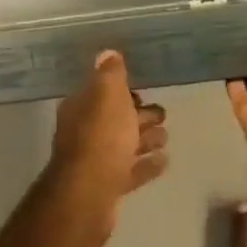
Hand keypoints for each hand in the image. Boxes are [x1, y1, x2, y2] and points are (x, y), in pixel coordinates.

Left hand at [46, 50, 168, 246]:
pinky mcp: (107, 186)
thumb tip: (107, 53)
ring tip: (165, 137)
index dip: (122, 91)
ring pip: (124, 145)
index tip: (143, 91)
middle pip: (115, 119)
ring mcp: (95, 161)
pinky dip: (146, 165)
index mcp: (81, 107)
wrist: (90, 193)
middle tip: (163, 114)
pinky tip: (165, 161)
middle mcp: (83, 132)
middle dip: (138, 115)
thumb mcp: (107, 95)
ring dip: (145, 139)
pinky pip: (131, 170)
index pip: (101, 93)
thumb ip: (110, 74)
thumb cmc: (101, 137)